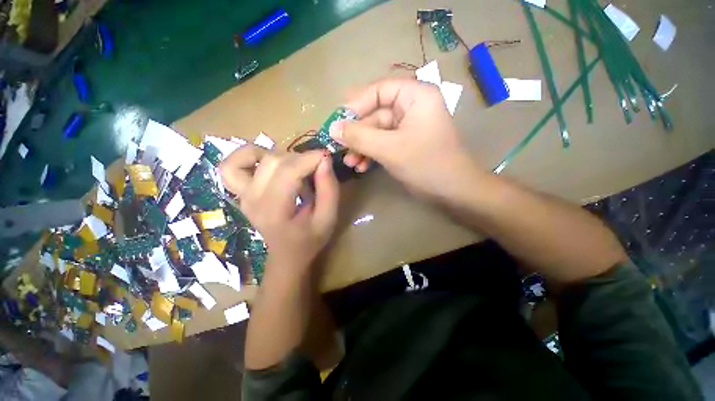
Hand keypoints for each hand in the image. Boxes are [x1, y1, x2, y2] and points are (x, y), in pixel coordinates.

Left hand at [219, 145, 338, 272]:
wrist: (288, 254)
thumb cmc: (310, 238)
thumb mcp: (328, 218)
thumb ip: (329, 189)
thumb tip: (324, 159)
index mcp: (275, 211)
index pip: (288, 172)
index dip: (310, 158)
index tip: (327, 157)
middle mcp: (253, 200)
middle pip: (273, 161)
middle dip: (300, 158)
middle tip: (315, 168)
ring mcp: (242, 195)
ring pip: (251, 156)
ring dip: (279, 155)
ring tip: (295, 166)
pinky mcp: (239, 192)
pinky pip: (231, 165)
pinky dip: (249, 155)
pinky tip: (267, 161)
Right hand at [330, 77, 481, 200]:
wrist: (453, 191)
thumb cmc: (425, 164)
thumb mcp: (389, 148)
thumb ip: (360, 137)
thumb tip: (332, 128)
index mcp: (415, 96)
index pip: (378, 91)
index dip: (356, 105)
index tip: (337, 123)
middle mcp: (412, 107)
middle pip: (375, 114)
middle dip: (357, 135)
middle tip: (339, 148)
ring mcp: (408, 127)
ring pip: (377, 132)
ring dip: (362, 147)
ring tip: (350, 163)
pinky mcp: (405, 144)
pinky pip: (383, 144)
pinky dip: (371, 154)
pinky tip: (361, 167)